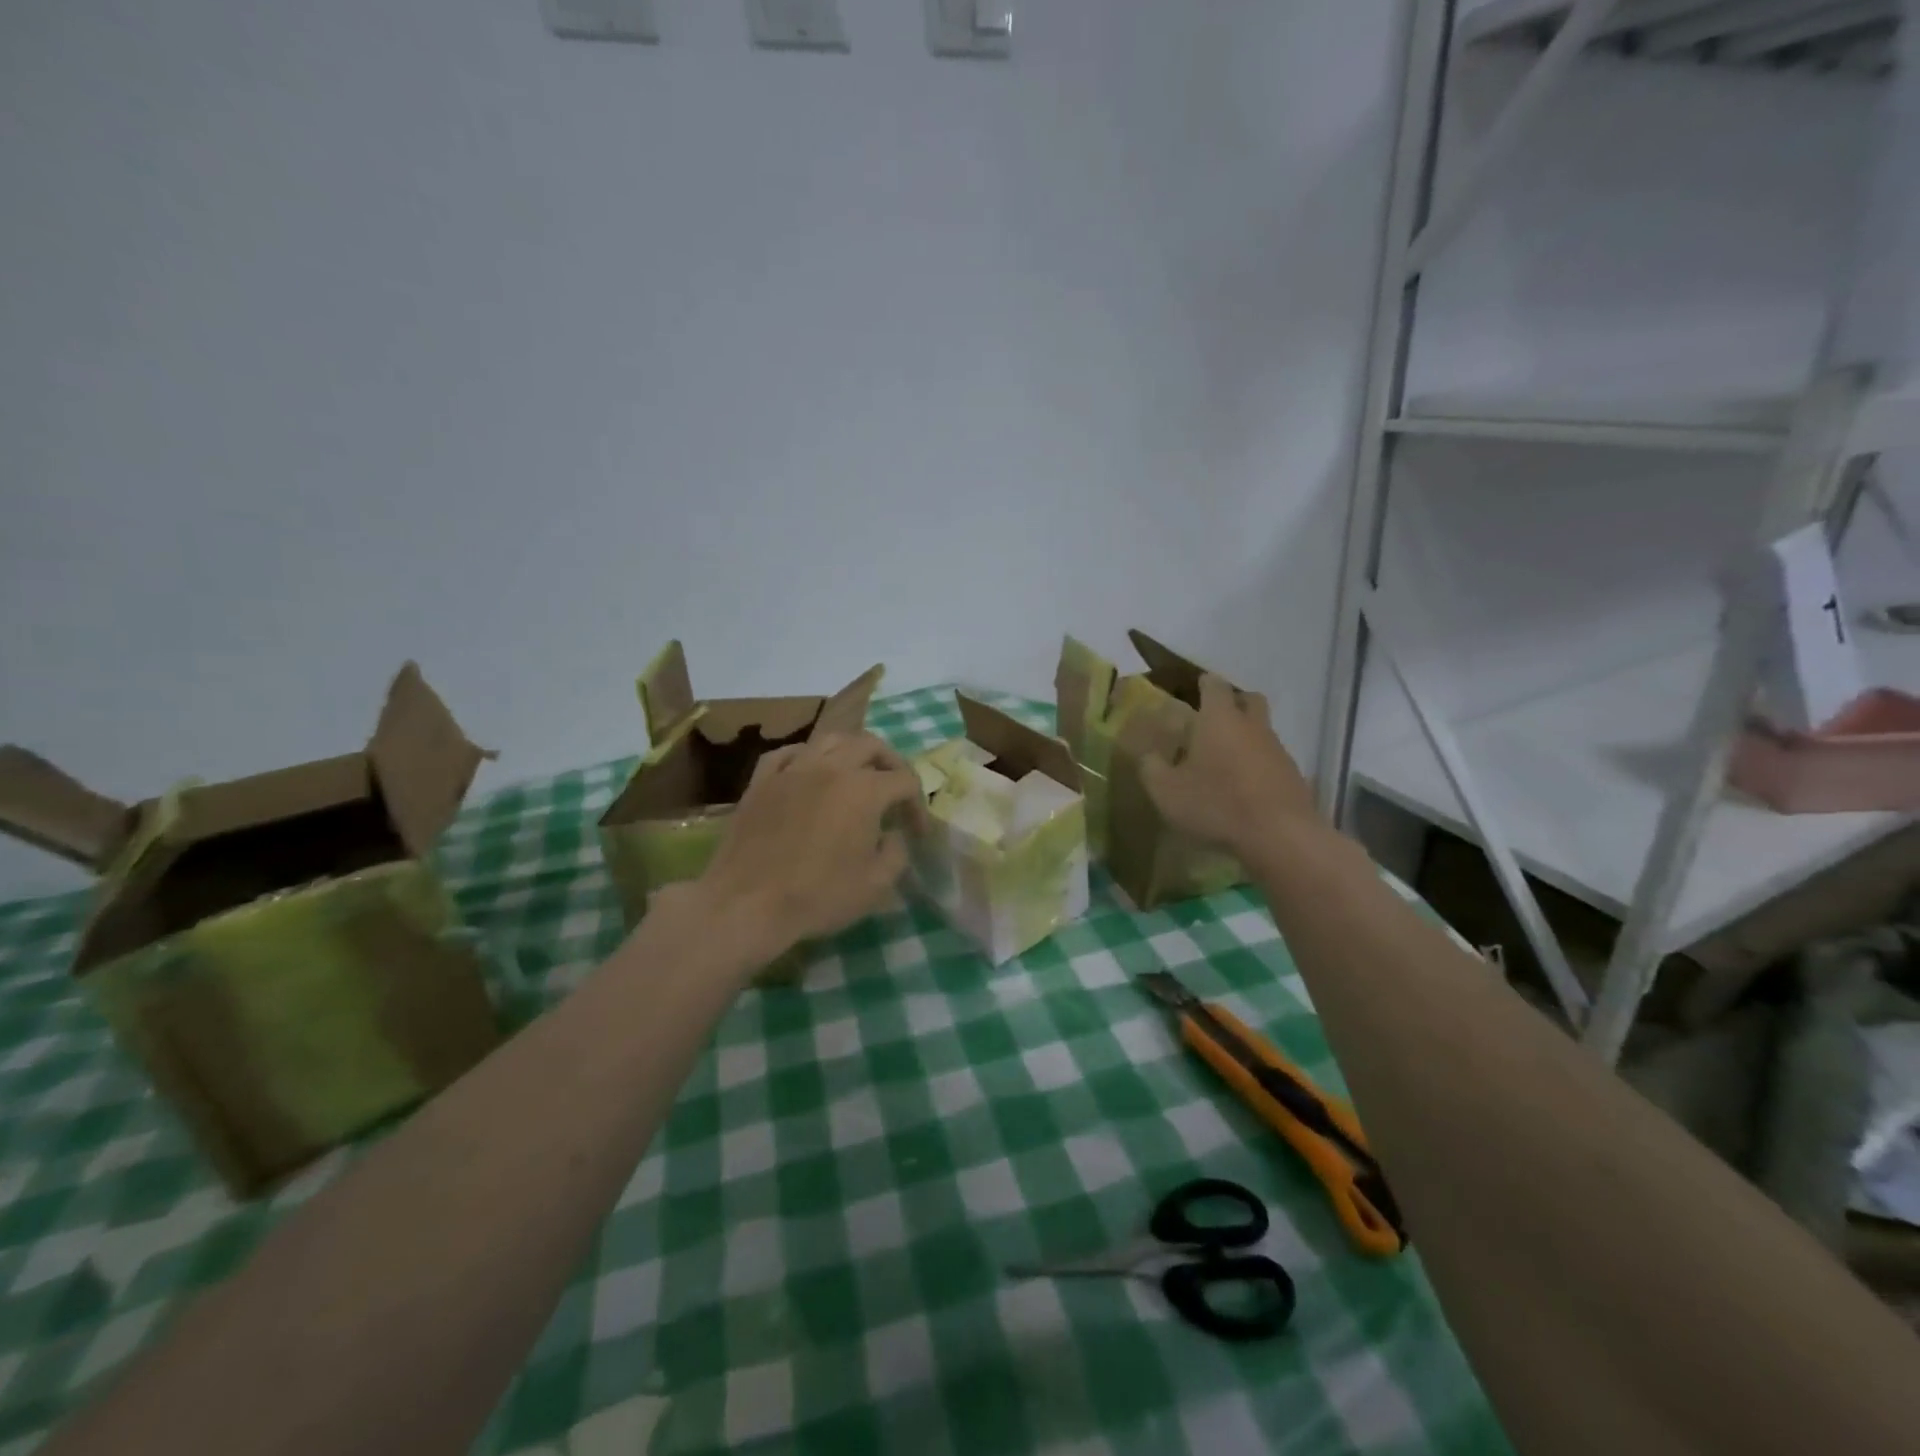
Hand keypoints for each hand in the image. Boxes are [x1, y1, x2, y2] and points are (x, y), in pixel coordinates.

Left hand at [691, 732, 924, 961]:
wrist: (747, 904)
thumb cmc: (818, 896)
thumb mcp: (876, 884)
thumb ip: (896, 852)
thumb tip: (893, 835)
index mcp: (864, 789)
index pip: (905, 781)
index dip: (918, 805)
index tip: (917, 833)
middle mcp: (831, 767)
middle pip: (871, 745)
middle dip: (891, 764)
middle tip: (894, 790)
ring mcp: (792, 769)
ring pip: (830, 739)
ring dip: (851, 752)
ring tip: (856, 774)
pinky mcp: (761, 781)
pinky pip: (789, 753)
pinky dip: (806, 757)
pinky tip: (809, 772)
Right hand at [1138, 674, 1318, 858]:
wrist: (1279, 835)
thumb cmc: (1216, 804)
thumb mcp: (1166, 791)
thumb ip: (1151, 768)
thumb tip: (1148, 755)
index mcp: (1219, 719)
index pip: (1214, 685)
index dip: (1204, 684)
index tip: (1195, 688)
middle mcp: (1252, 726)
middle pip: (1248, 699)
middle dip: (1233, 702)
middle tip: (1213, 718)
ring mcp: (1277, 750)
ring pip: (1262, 730)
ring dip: (1246, 737)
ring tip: (1224, 760)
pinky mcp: (1293, 776)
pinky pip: (1272, 759)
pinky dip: (1257, 764)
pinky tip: (1243, 787)